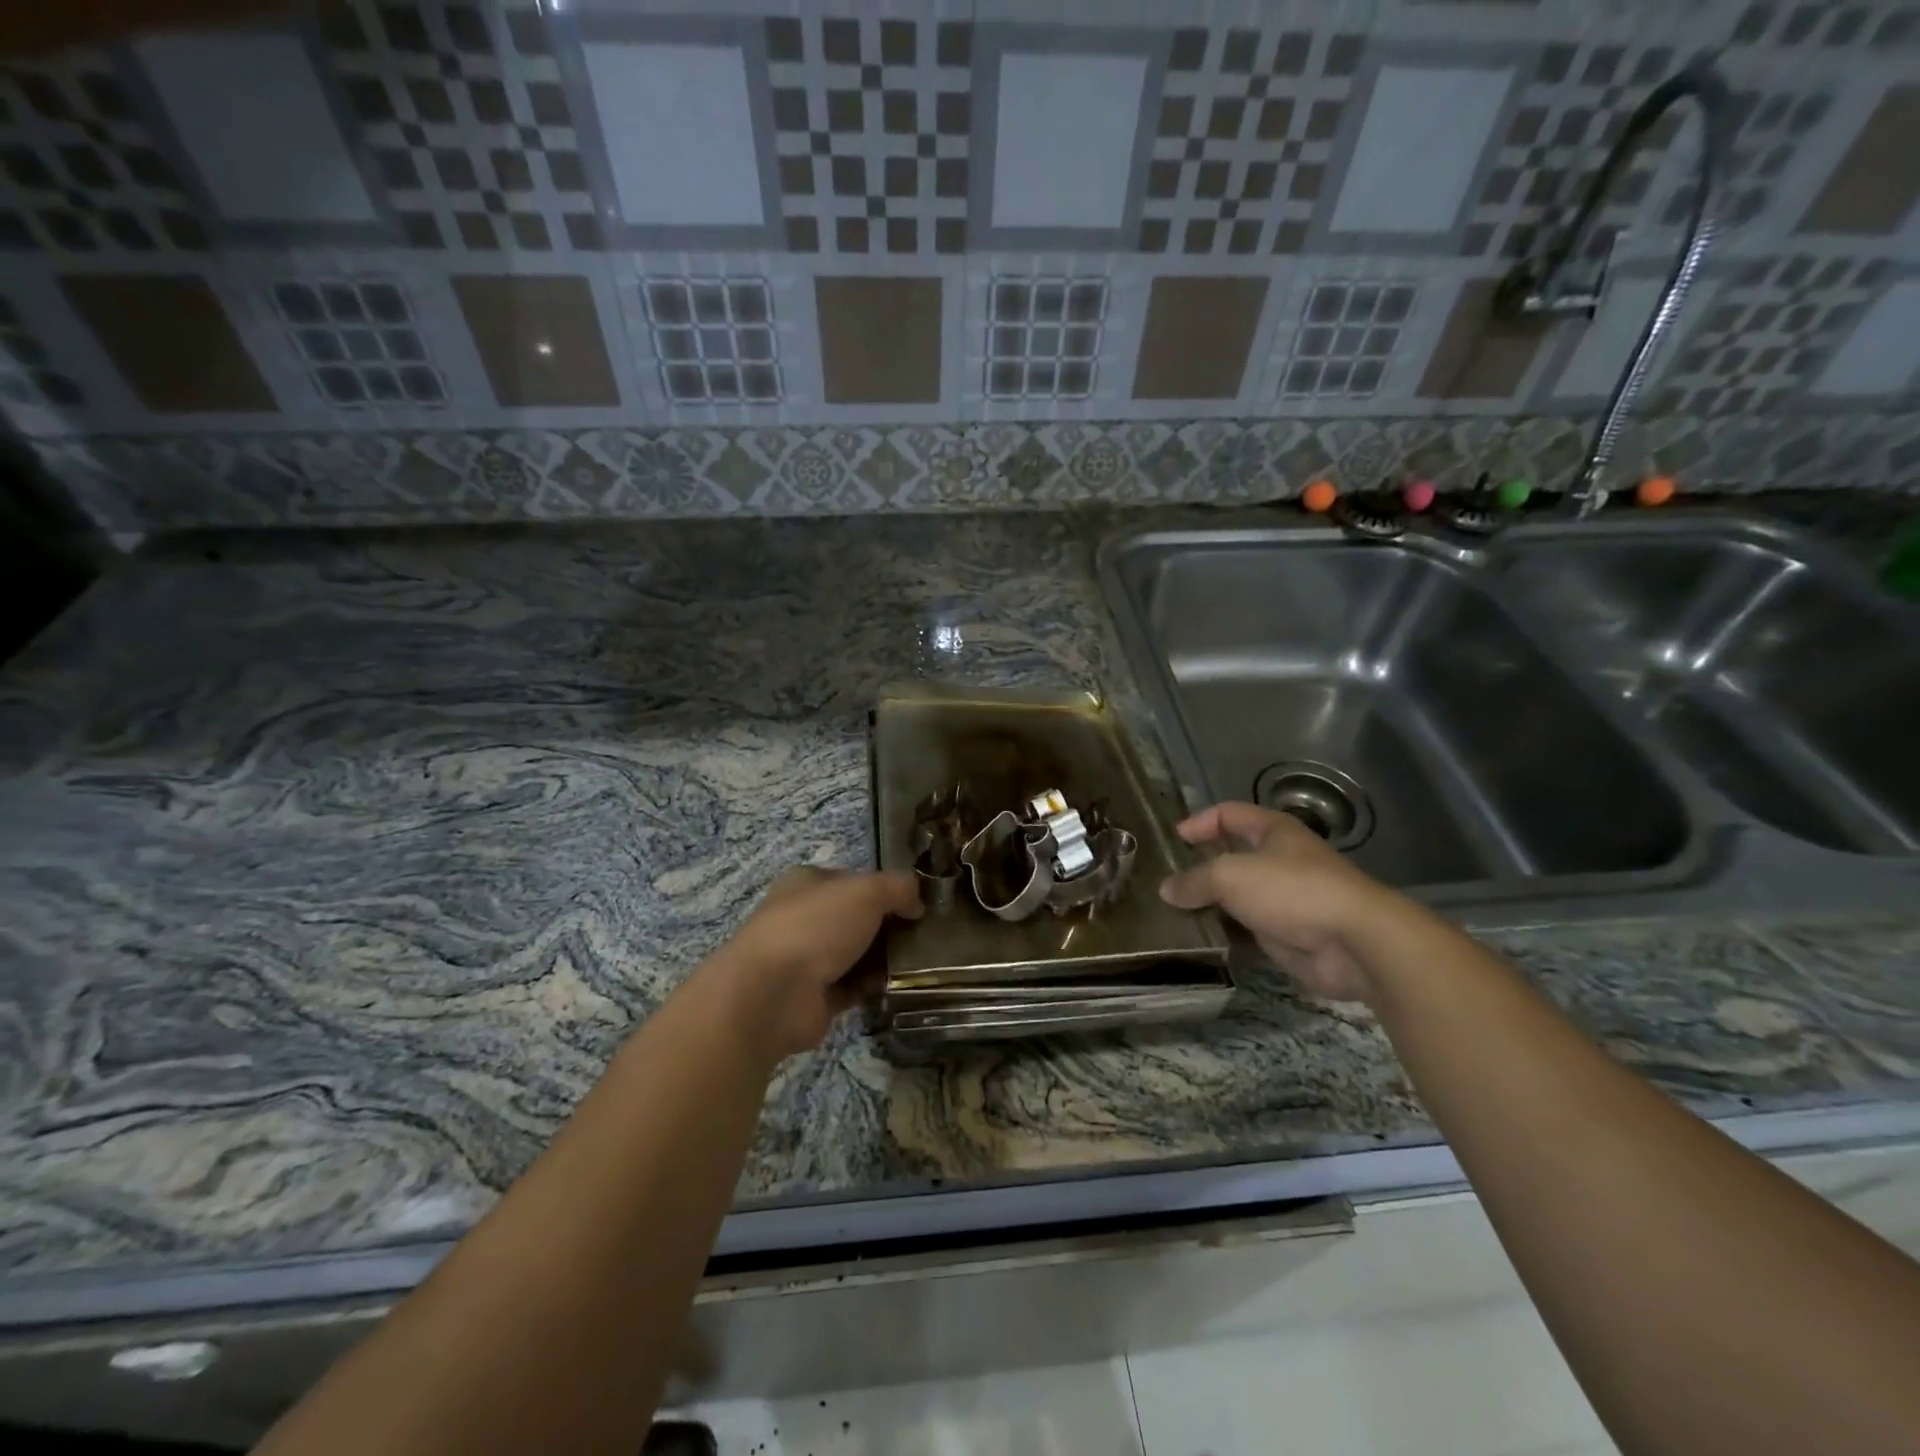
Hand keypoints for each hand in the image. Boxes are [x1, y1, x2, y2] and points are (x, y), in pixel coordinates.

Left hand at [700, 867, 921, 1062]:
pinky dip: (874, 987)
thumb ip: (898, 888)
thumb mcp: (867, 891)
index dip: (885, 888)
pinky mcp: (815, 997)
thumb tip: (917, 903)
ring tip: (919, 962)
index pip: (853, 880)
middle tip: (924, 935)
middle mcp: (804, 918)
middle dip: (889, 926)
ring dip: (885, 958)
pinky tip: (899, 985)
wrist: (773, 994)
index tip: (916, 903)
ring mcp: (807, 959)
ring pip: (857, 953)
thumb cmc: (816, 926)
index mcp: (807, 883)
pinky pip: (854, 987)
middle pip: (857, 918)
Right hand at [1159, 802, 1397, 1002]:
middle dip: (1201, 867)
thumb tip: (1166, 889)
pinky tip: (1201, 938)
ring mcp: (1284, 899)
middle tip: (1168, 881)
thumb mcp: (1232, 875)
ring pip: (1238, 895)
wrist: (1355, 944)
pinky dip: (1225, 931)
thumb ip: (1195, 880)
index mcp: (1274, 831)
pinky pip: (1247, 927)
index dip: (1200, 821)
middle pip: (1232, 856)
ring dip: (1211, 903)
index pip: (1229, 814)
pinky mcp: (1287, 934)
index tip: (1174, 840)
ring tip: (1175, 912)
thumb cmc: (1293, 890)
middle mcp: (1280, 860)